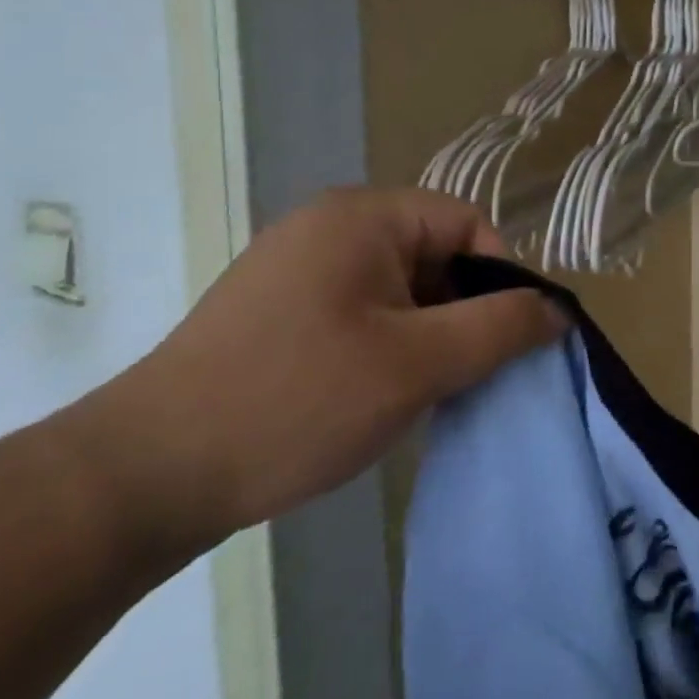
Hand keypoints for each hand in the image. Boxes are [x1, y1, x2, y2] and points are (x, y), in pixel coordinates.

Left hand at [69, 188, 565, 562]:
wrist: (138, 481)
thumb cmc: (295, 401)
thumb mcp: (419, 364)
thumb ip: (502, 328)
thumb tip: (559, 310)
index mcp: (363, 216)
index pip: (468, 225)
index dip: (498, 279)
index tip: (499, 343)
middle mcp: (329, 226)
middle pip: (436, 255)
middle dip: (462, 313)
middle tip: (460, 375)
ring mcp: (297, 268)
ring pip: (402, 290)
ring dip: (427, 336)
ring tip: (418, 393)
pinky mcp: (277, 311)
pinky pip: (363, 312)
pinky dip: (388, 347)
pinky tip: (375, 398)